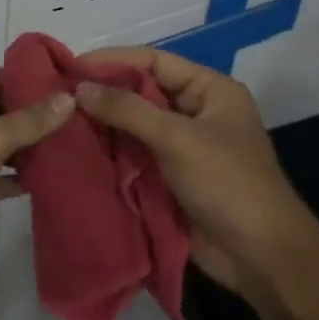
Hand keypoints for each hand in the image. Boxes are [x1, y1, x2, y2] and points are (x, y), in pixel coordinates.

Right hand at [74, 48, 304, 301]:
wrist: (261, 258)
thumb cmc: (228, 184)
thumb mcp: (178, 139)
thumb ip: (127, 110)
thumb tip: (78, 87)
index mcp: (209, 90)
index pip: (153, 62)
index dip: (112, 61)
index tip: (70, 66)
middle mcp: (194, 112)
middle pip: (141, 93)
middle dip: (102, 94)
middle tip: (57, 95)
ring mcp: (182, 147)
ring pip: (133, 126)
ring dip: (102, 125)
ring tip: (60, 121)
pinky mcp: (169, 179)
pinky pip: (133, 156)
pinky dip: (109, 153)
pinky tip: (77, 150)